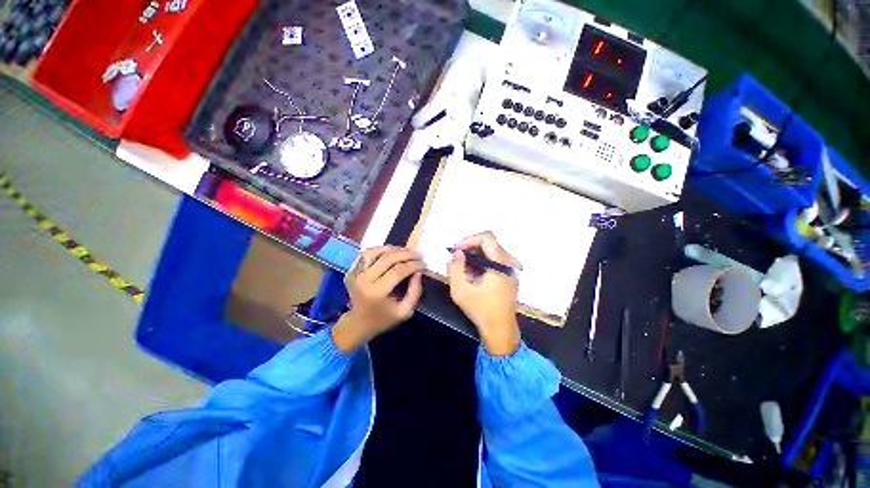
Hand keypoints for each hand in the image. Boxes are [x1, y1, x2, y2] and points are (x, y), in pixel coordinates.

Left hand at [332, 246, 423, 351]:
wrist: (358, 324)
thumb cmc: (384, 319)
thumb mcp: (405, 311)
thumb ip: (415, 292)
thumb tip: (418, 271)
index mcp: (377, 292)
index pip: (398, 271)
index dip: (413, 265)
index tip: (424, 264)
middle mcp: (364, 280)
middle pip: (387, 258)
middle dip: (406, 254)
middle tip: (419, 254)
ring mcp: (355, 274)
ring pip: (375, 252)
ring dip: (393, 248)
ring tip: (406, 251)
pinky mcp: (351, 270)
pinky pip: (365, 254)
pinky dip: (379, 249)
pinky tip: (391, 251)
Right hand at [448, 232, 520, 355]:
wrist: (500, 329)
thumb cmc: (480, 310)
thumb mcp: (461, 290)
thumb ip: (455, 268)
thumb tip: (457, 252)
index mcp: (500, 264)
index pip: (487, 237)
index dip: (469, 239)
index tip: (456, 249)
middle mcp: (509, 263)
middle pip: (489, 243)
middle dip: (470, 247)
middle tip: (455, 257)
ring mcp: (511, 269)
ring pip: (491, 251)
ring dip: (475, 255)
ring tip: (461, 266)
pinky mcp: (510, 275)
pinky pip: (495, 260)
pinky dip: (481, 262)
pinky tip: (471, 273)